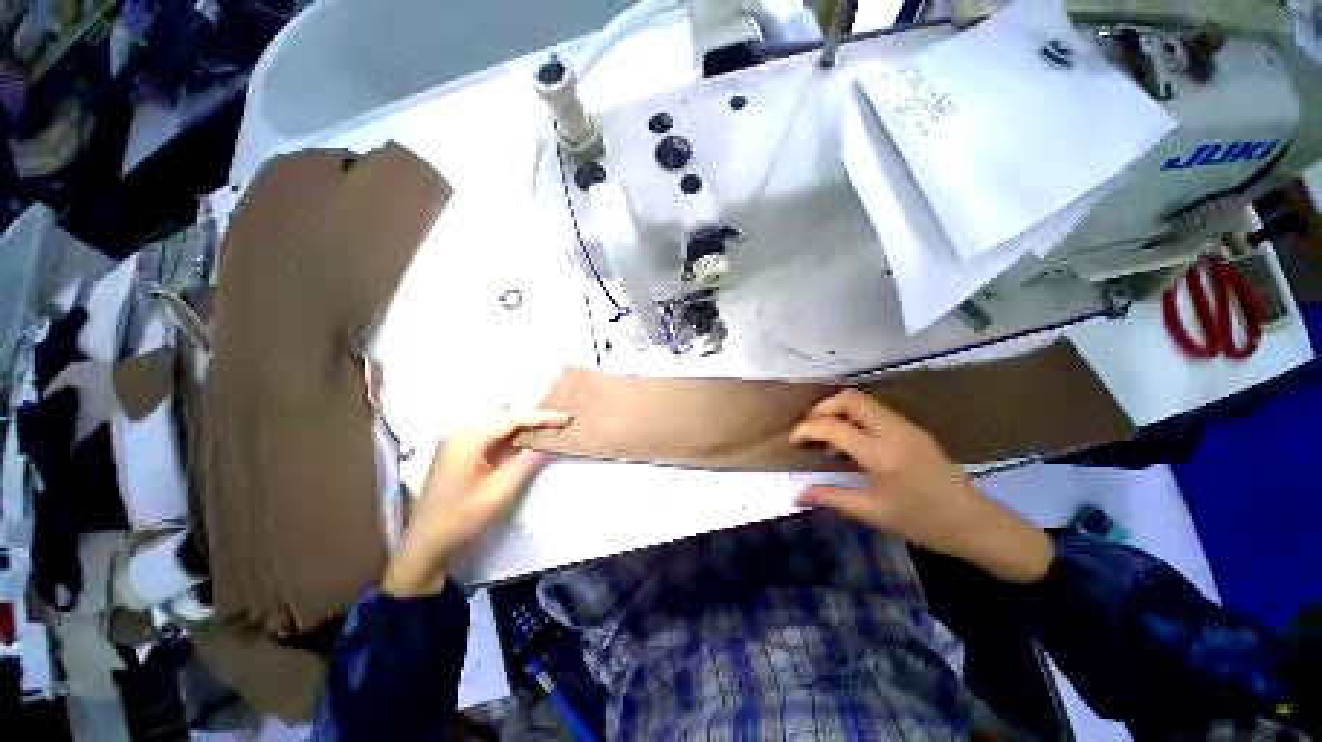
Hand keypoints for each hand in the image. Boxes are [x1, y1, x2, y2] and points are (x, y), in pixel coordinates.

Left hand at [381, 409, 571, 596]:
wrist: (426, 542)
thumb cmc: (462, 518)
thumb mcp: (500, 491)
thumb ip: (526, 462)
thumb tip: (548, 441)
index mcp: (468, 439)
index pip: (511, 418)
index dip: (542, 416)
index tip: (567, 416)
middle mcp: (460, 431)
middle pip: (502, 411)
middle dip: (531, 414)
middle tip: (558, 420)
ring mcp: (456, 438)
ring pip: (495, 417)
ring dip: (520, 420)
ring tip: (545, 426)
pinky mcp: (458, 447)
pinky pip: (488, 428)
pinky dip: (509, 429)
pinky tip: (523, 437)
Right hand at [790, 390, 1053, 582]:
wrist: (976, 524)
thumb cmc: (923, 522)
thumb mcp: (873, 513)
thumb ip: (831, 498)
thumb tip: (797, 496)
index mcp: (881, 453)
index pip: (833, 426)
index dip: (806, 429)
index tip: (793, 441)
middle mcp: (893, 431)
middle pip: (849, 399)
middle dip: (822, 408)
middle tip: (810, 429)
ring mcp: (907, 426)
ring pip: (864, 401)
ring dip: (839, 410)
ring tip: (828, 434)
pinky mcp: (914, 429)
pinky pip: (877, 411)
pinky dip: (856, 416)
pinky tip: (853, 440)